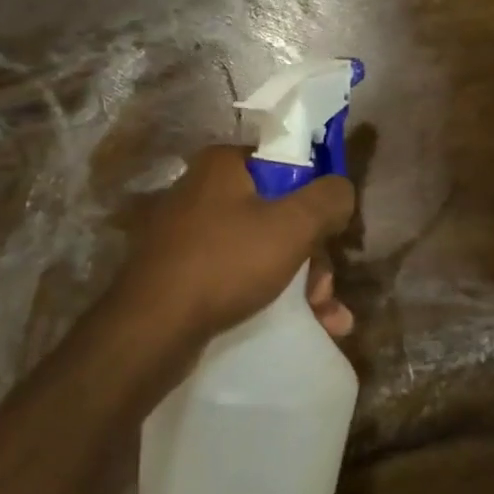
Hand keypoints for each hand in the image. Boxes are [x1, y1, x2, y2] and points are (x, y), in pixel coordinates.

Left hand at [111, 146, 356, 357]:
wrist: (151, 328)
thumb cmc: (226, 262)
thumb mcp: (292, 225)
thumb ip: (328, 199)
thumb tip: (342, 190)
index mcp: (223, 165)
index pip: (287, 166)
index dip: (316, 201)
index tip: (333, 237)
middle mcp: (202, 190)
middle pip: (278, 213)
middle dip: (313, 257)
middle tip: (327, 295)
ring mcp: (188, 233)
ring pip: (262, 248)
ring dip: (301, 283)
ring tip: (328, 321)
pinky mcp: (181, 271)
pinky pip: (237, 273)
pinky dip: (268, 294)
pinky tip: (300, 325)